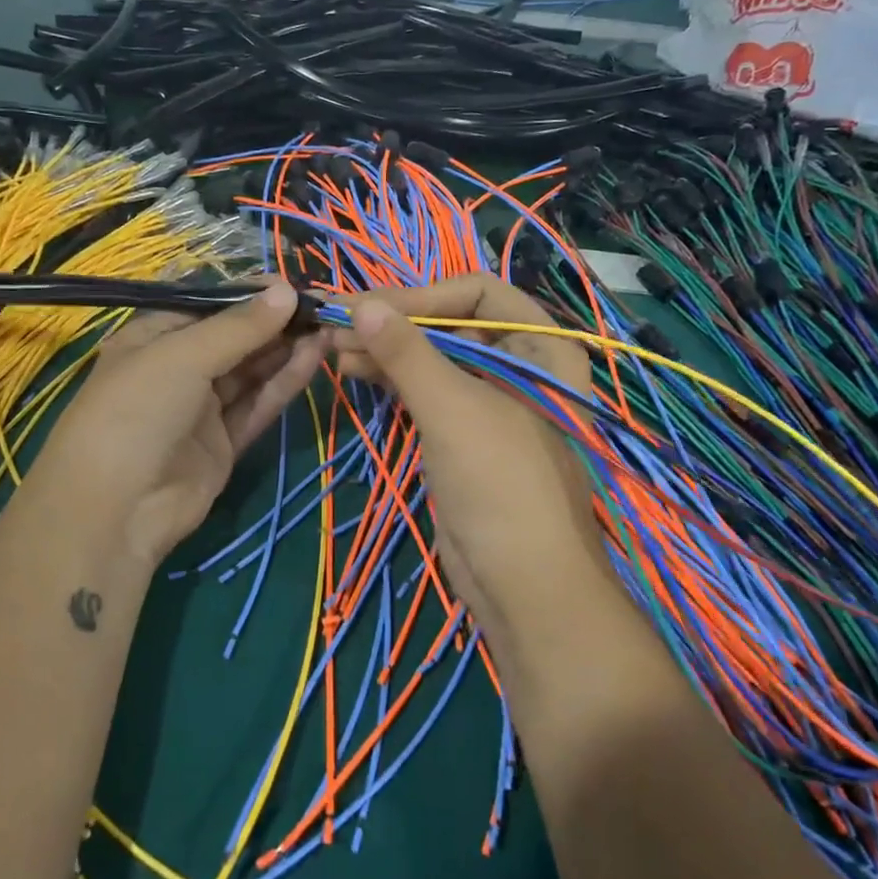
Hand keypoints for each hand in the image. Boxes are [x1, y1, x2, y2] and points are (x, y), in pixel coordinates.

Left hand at [25, 279, 326, 567]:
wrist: (116, 509)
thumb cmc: (137, 411)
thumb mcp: (183, 356)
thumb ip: (239, 327)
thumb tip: (287, 289)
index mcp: (152, 338)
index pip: (208, 307)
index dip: (249, 295)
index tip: (293, 284)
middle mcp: (177, 369)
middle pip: (233, 339)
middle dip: (274, 322)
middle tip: (321, 305)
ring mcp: (200, 409)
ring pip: (250, 372)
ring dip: (285, 349)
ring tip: (326, 326)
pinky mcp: (223, 443)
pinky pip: (257, 405)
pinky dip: (284, 383)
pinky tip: (314, 357)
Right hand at [332, 276, 608, 633]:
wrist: (523, 585)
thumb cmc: (500, 484)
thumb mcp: (453, 409)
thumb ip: (407, 352)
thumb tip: (361, 303)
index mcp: (542, 347)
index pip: (479, 292)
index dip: (423, 294)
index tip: (370, 307)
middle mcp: (521, 365)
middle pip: (452, 323)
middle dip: (396, 322)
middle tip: (338, 324)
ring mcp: (491, 400)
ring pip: (434, 357)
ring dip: (387, 349)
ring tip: (335, 347)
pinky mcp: (464, 432)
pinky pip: (427, 389)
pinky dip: (393, 378)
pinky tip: (355, 369)